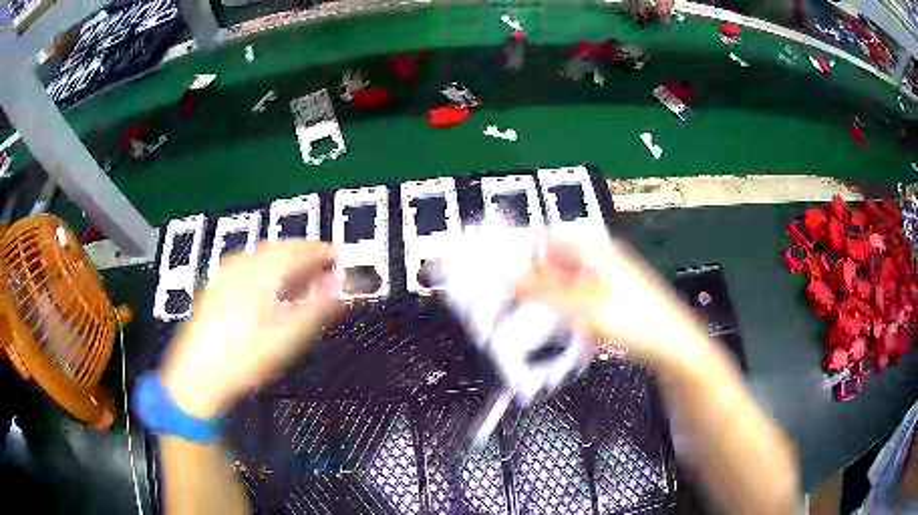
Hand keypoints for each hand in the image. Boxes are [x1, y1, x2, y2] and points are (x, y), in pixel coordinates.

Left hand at [161, 241, 340, 418]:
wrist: (197, 375)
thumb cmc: (245, 360)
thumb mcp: (286, 338)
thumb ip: (317, 307)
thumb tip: (343, 284)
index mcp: (262, 272)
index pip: (299, 249)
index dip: (323, 252)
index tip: (341, 260)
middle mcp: (242, 264)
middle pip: (280, 247)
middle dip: (305, 255)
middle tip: (324, 271)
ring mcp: (225, 273)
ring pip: (262, 255)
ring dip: (285, 260)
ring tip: (300, 280)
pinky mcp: (216, 285)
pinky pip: (247, 264)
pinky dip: (266, 268)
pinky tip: (268, 287)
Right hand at [515, 234, 706, 364]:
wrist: (672, 347)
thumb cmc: (634, 319)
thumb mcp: (584, 305)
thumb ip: (541, 290)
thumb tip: (502, 276)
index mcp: (594, 250)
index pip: (546, 237)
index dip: (518, 247)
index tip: (491, 265)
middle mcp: (597, 260)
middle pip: (552, 261)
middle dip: (525, 276)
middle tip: (499, 295)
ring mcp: (603, 282)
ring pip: (560, 283)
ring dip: (540, 296)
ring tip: (517, 313)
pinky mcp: (606, 304)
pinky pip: (572, 301)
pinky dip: (557, 310)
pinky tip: (547, 325)